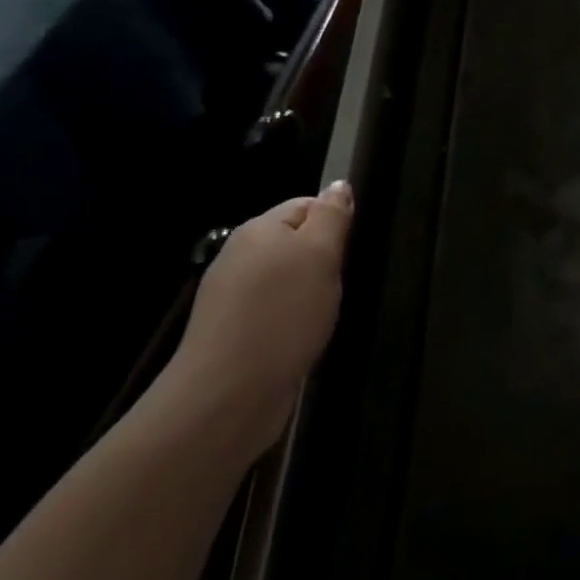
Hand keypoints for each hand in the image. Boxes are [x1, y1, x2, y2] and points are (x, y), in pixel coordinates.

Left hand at [163, 181, 353, 459]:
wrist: (228, 394)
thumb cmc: (283, 313)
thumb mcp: (320, 255)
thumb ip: (331, 216)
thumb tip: (338, 185)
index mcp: (258, 230)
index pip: (306, 205)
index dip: (334, 222)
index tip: (351, 250)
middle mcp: (239, 257)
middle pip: (295, 242)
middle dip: (323, 259)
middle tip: (340, 283)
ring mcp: (231, 297)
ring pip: (286, 279)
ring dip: (310, 292)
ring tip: (323, 313)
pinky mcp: (232, 333)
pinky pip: (274, 310)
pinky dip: (293, 319)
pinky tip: (303, 336)